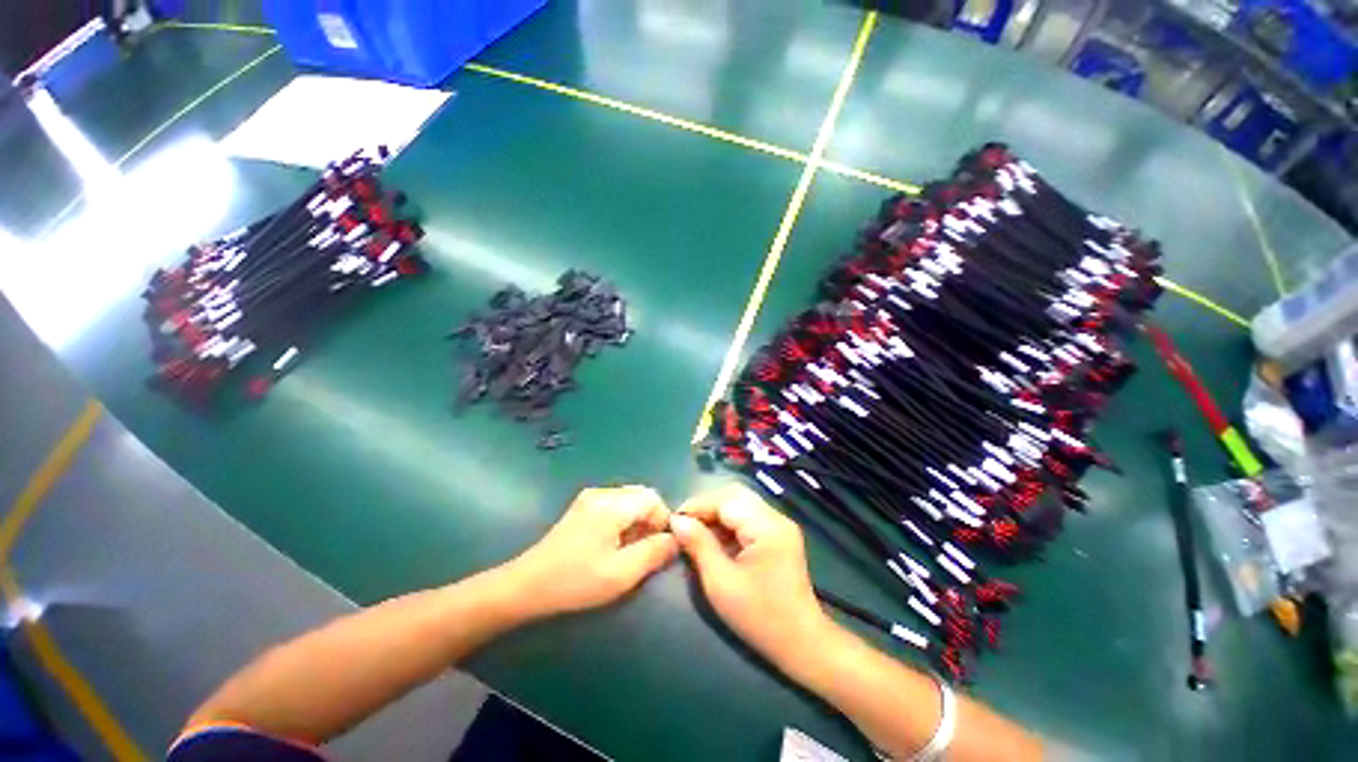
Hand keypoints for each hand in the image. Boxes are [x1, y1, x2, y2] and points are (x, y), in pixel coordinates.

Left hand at [504, 486, 678, 617]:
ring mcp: (590, 497)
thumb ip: (654, 553)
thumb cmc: (575, 581)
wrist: (525, 587)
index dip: (663, 520)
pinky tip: (615, 544)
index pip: (653, 498)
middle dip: (651, 520)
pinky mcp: (582, 506)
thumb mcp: (621, 574)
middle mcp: (602, 492)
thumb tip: (676, 539)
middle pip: (641, 495)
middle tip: (647, 550)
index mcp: (612, 504)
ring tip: (631, 549)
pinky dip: (624, 520)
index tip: (661, 547)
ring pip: (629, 500)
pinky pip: (615, 505)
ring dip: (638, 520)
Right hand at [670, 484, 830, 667]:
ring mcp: (779, 525)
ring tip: (695, 532)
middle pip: (734, 495)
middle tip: (684, 524)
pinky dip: (727, 524)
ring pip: (740, 504)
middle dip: (706, 506)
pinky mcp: (777, 535)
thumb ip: (699, 545)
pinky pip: (747, 517)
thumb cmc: (760, 617)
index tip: (673, 520)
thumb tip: (677, 521)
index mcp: (767, 526)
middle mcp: (776, 517)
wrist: (802, 644)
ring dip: (715, 514)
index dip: (697, 505)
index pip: (726, 499)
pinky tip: (714, 540)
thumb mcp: (721, 583)